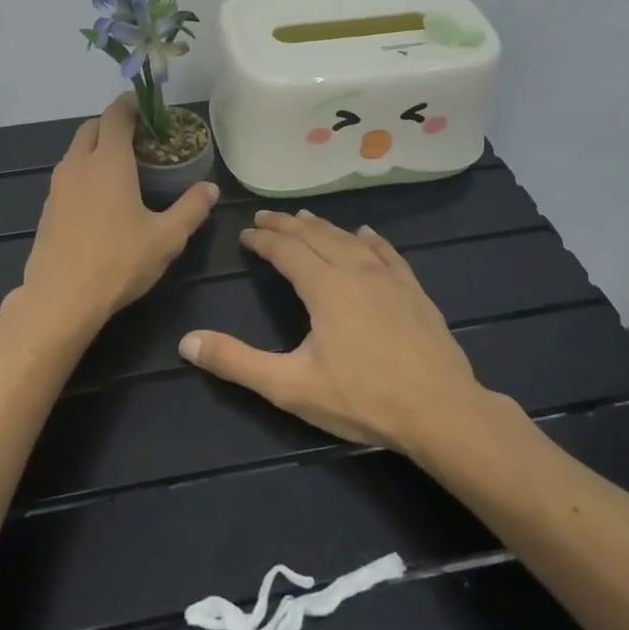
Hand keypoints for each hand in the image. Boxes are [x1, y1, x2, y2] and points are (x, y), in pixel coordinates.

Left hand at [13, 95, 219, 334]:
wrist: (61, 298)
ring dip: (96, 148)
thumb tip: (210, 189)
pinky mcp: (47, 209)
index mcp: (108, 162)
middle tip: (139, 137)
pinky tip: (100, 198)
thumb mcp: (167, 238)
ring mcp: (57, 187)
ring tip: (122, 166)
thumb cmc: (118, 262)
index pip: (116, 116)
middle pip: (91, 127)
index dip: (130, 104)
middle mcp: (78, 165)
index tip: (146, 104)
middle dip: (113, 124)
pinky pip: (67, 176)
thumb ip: (191, 209)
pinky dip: (84, 171)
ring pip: (75, 151)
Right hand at [179, 208, 522, 459]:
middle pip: (317, 236)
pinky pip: (387, 253)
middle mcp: (356, 271)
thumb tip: (186, 342)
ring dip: (324, 227)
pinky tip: (366, 234)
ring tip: (306, 217)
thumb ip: (236, 362)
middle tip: (266, 217)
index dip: (263, 240)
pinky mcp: (414, 292)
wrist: (442, 412)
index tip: (245, 234)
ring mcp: (390, 279)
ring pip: (350, 240)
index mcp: (325, 287)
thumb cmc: (363, 399)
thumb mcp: (290, 386)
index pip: (286, 250)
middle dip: (288, 224)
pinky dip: (370, 240)